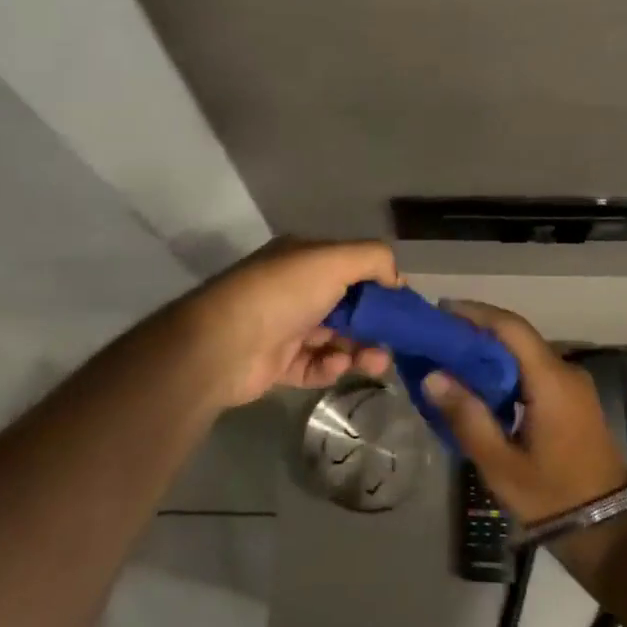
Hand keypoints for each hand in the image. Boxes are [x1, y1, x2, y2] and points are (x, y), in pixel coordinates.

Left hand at [181, 238, 399, 407]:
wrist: (223, 344)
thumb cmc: (283, 293)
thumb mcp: (333, 259)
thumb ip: (373, 259)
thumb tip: (397, 279)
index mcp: (304, 259)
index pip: (351, 268)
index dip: (379, 286)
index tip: (402, 308)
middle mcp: (295, 290)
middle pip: (347, 307)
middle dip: (374, 324)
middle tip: (395, 342)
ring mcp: (285, 328)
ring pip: (335, 339)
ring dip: (359, 349)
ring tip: (375, 362)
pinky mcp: (279, 364)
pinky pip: (315, 366)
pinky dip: (330, 367)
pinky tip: (336, 366)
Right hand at [421, 300, 626, 525]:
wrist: (609, 530)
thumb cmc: (552, 495)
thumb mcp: (501, 463)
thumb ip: (467, 416)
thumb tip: (432, 376)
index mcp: (550, 380)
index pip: (510, 327)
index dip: (475, 313)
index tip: (440, 311)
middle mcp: (565, 371)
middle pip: (517, 336)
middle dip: (477, 331)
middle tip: (437, 338)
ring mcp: (573, 385)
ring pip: (525, 352)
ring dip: (490, 350)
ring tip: (450, 359)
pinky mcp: (573, 400)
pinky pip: (534, 370)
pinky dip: (505, 368)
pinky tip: (480, 384)